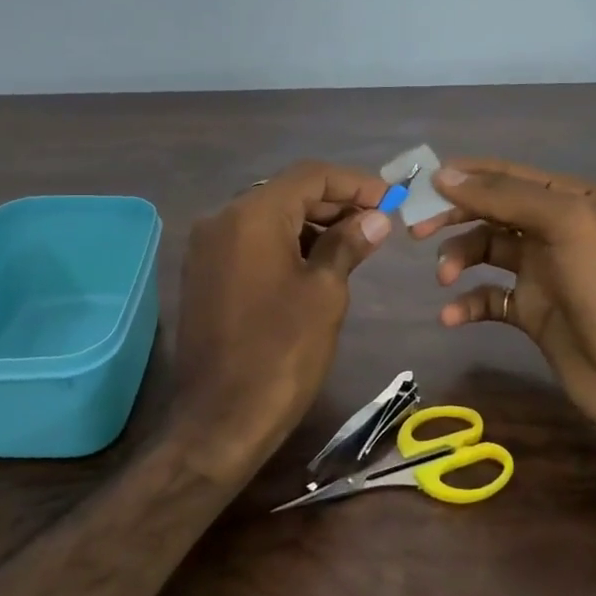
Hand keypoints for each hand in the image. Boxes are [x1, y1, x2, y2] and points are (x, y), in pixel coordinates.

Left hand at [174, 159, 391, 475]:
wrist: (220, 419)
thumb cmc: (281, 352)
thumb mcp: (325, 294)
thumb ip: (347, 244)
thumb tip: (374, 218)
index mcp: (251, 215)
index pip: (310, 176)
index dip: (355, 183)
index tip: (391, 198)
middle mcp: (221, 219)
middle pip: (286, 192)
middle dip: (333, 202)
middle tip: (377, 221)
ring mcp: (207, 247)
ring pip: (267, 217)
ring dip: (310, 223)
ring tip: (354, 243)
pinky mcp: (203, 273)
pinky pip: (249, 241)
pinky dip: (284, 243)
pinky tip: (316, 262)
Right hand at [407, 159, 595, 433]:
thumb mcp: (565, 224)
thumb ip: (504, 196)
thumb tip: (444, 175)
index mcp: (572, 200)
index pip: (508, 175)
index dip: (465, 176)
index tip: (421, 183)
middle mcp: (557, 230)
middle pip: (491, 211)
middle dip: (454, 216)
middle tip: (417, 230)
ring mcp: (544, 272)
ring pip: (485, 251)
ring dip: (458, 259)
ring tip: (445, 278)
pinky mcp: (533, 312)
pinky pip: (488, 297)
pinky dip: (466, 303)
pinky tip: (451, 316)